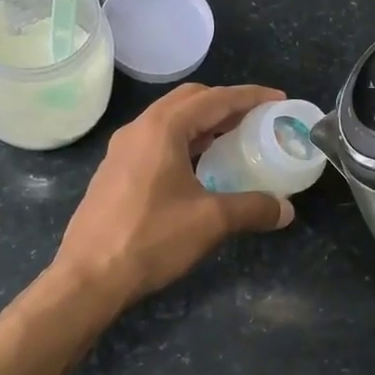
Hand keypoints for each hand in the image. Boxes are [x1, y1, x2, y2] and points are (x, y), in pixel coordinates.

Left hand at [53, 83, 295, 306]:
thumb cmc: (151, 239)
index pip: (215, 98)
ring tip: (232, 140)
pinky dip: (184, 142)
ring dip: (203, 123)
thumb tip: (286, 210)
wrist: (88, 277)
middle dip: (225, 103)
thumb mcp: (211, 221)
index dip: (250, 97)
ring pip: (170, 120)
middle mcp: (139, 129)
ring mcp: (122, 150)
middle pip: (189, 100)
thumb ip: (253, 208)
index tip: (278, 99)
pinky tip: (198, 168)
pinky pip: (156, 141)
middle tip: (255, 119)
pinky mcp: (114, 172)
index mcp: (163, 128)